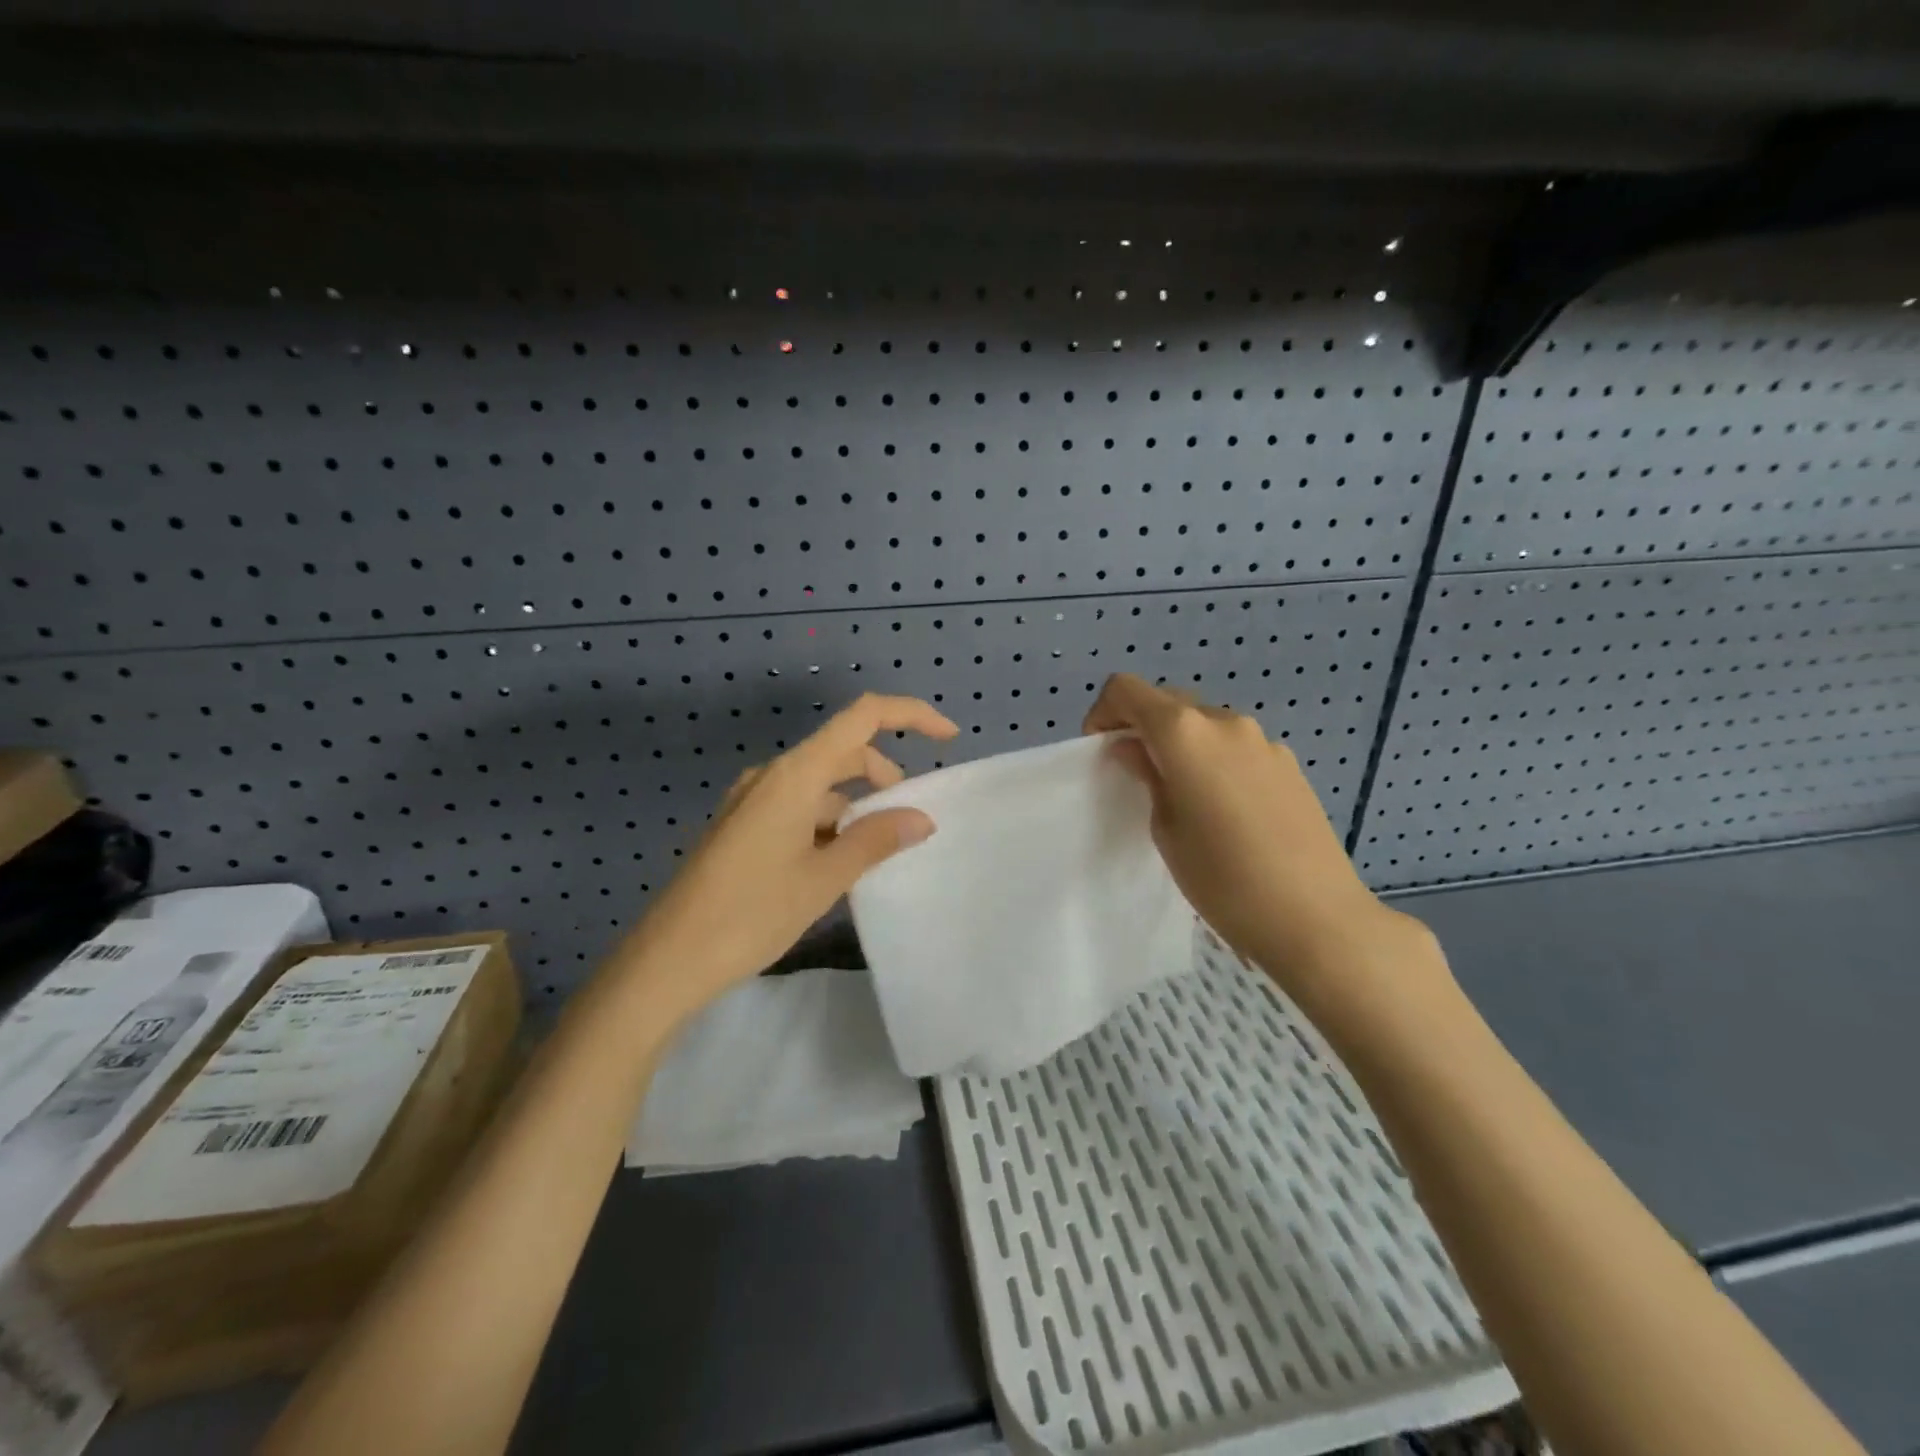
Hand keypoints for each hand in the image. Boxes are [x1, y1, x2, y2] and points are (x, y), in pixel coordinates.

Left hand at [619, 694, 958, 1012]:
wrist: (668, 960)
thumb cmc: (751, 913)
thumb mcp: (824, 878)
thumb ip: (876, 840)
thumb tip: (921, 818)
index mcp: (795, 774)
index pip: (863, 717)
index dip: (910, 715)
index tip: (949, 738)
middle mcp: (773, 775)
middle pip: (843, 751)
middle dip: (884, 775)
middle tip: (909, 821)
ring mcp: (752, 800)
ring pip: (821, 784)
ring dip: (855, 806)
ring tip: (874, 854)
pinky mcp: (742, 826)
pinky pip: (798, 807)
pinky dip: (828, 823)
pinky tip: (836, 867)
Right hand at [1083, 674, 1444, 1028]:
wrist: (1316, 918)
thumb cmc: (1223, 880)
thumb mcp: (1166, 830)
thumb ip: (1147, 777)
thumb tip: (1134, 749)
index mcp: (1185, 734)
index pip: (1127, 689)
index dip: (1104, 712)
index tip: (1103, 751)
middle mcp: (1225, 722)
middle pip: (1169, 703)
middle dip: (1143, 727)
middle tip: (1138, 774)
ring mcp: (1263, 741)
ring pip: (1205, 725)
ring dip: (1182, 745)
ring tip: (1185, 797)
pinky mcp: (1289, 764)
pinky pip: (1237, 747)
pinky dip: (1216, 761)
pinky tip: (1227, 811)